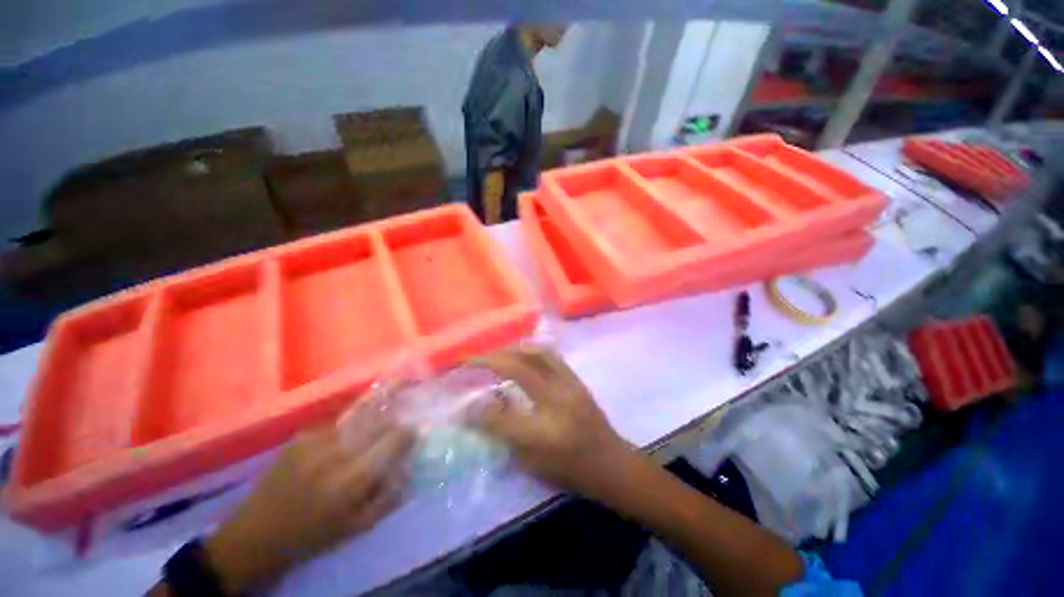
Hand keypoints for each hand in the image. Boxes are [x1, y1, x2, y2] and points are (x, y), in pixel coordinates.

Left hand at [203, 404, 413, 593]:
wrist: (255, 535)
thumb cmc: (313, 535)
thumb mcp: (357, 527)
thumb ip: (390, 496)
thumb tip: (411, 466)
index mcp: (353, 478)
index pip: (395, 438)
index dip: (408, 433)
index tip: (413, 434)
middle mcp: (337, 452)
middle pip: (380, 420)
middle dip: (392, 424)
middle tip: (393, 432)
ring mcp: (317, 439)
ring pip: (360, 419)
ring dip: (370, 425)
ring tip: (365, 438)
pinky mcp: (302, 435)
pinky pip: (337, 426)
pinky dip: (346, 433)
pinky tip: (337, 447)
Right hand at [471, 347, 634, 499]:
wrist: (610, 462)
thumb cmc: (570, 470)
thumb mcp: (532, 464)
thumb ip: (504, 433)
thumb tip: (479, 408)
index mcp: (545, 434)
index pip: (501, 415)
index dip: (477, 406)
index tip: (461, 397)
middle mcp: (557, 402)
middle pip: (519, 369)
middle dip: (490, 359)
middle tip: (472, 359)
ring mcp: (569, 385)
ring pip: (536, 354)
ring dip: (511, 349)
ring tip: (495, 354)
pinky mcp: (577, 379)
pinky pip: (551, 355)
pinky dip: (530, 350)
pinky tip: (520, 353)